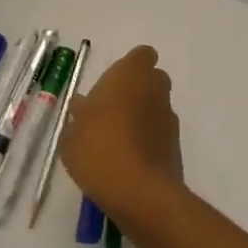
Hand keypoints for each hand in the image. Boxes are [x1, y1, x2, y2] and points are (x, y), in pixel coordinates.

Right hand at [61, 45, 184, 223]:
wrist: (140, 192)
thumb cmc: (99, 150)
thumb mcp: (72, 135)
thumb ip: (78, 116)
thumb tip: (83, 106)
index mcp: (129, 76)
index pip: (142, 55)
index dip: (130, 66)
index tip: (111, 85)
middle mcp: (155, 90)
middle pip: (152, 79)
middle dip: (136, 90)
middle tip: (110, 111)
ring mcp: (169, 117)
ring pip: (156, 106)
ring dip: (141, 116)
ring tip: (115, 141)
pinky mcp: (176, 145)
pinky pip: (160, 132)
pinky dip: (148, 139)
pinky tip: (128, 160)